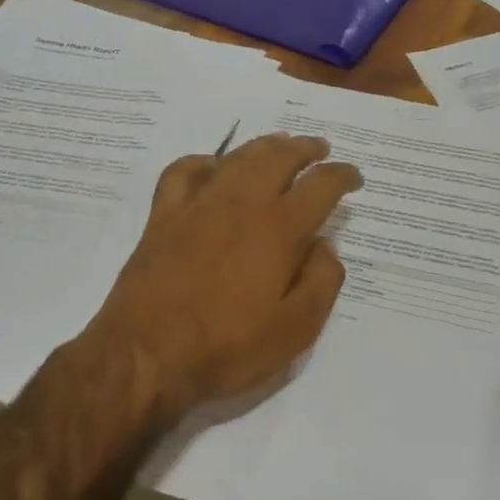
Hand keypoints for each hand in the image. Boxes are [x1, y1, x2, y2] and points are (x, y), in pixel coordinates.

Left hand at [85, 133, 361, 423]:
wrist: (145, 355)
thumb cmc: (227, 347)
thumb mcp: (295, 330)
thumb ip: (321, 282)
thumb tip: (325, 246)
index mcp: (279, 230)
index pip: (320, 186)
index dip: (342, 176)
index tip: (353, 177)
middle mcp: (241, 204)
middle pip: (278, 158)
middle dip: (305, 149)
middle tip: (319, 148)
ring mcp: (198, 206)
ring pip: (236, 157)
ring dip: (263, 145)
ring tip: (279, 144)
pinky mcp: (163, 217)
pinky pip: (183, 172)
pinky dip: (203, 161)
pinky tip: (212, 166)